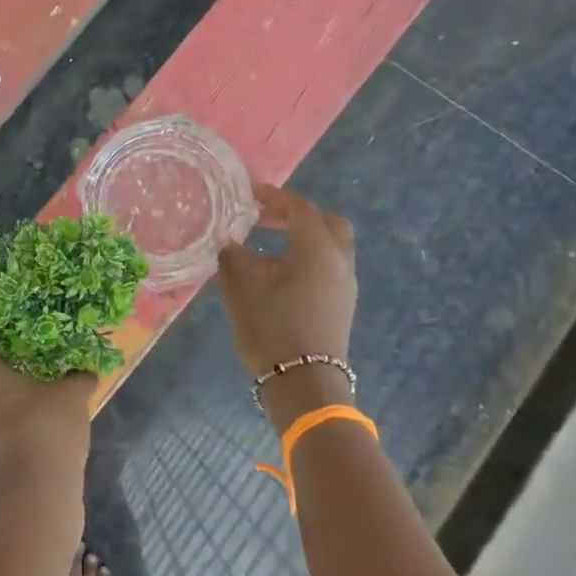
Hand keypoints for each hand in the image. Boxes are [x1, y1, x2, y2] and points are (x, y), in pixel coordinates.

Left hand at [0, 321, 92, 529]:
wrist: (34, 506)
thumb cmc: (43, 434)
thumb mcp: (70, 393)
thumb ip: (76, 373)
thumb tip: (85, 368)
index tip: (11, 299)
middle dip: (1, 337)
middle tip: (34, 322)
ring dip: (9, 369)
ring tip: (43, 355)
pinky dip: (12, 396)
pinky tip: (44, 393)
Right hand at [217, 186, 358, 429]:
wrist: (303, 382)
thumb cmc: (270, 327)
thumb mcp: (240, 287)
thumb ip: (233, 256)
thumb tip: (230, 242)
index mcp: (316, 248)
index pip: (299, 208)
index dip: (274, 196)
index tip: (249, 193)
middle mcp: (338, 260)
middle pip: (326, 222)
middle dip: (296, 215)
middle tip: (264, 218)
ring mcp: (345, 284)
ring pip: (330, 246)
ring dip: (302, 237)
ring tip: (266, 245)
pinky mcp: (342, 304)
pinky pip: (328, 266)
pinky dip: (307, 257)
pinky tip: (278, 273)